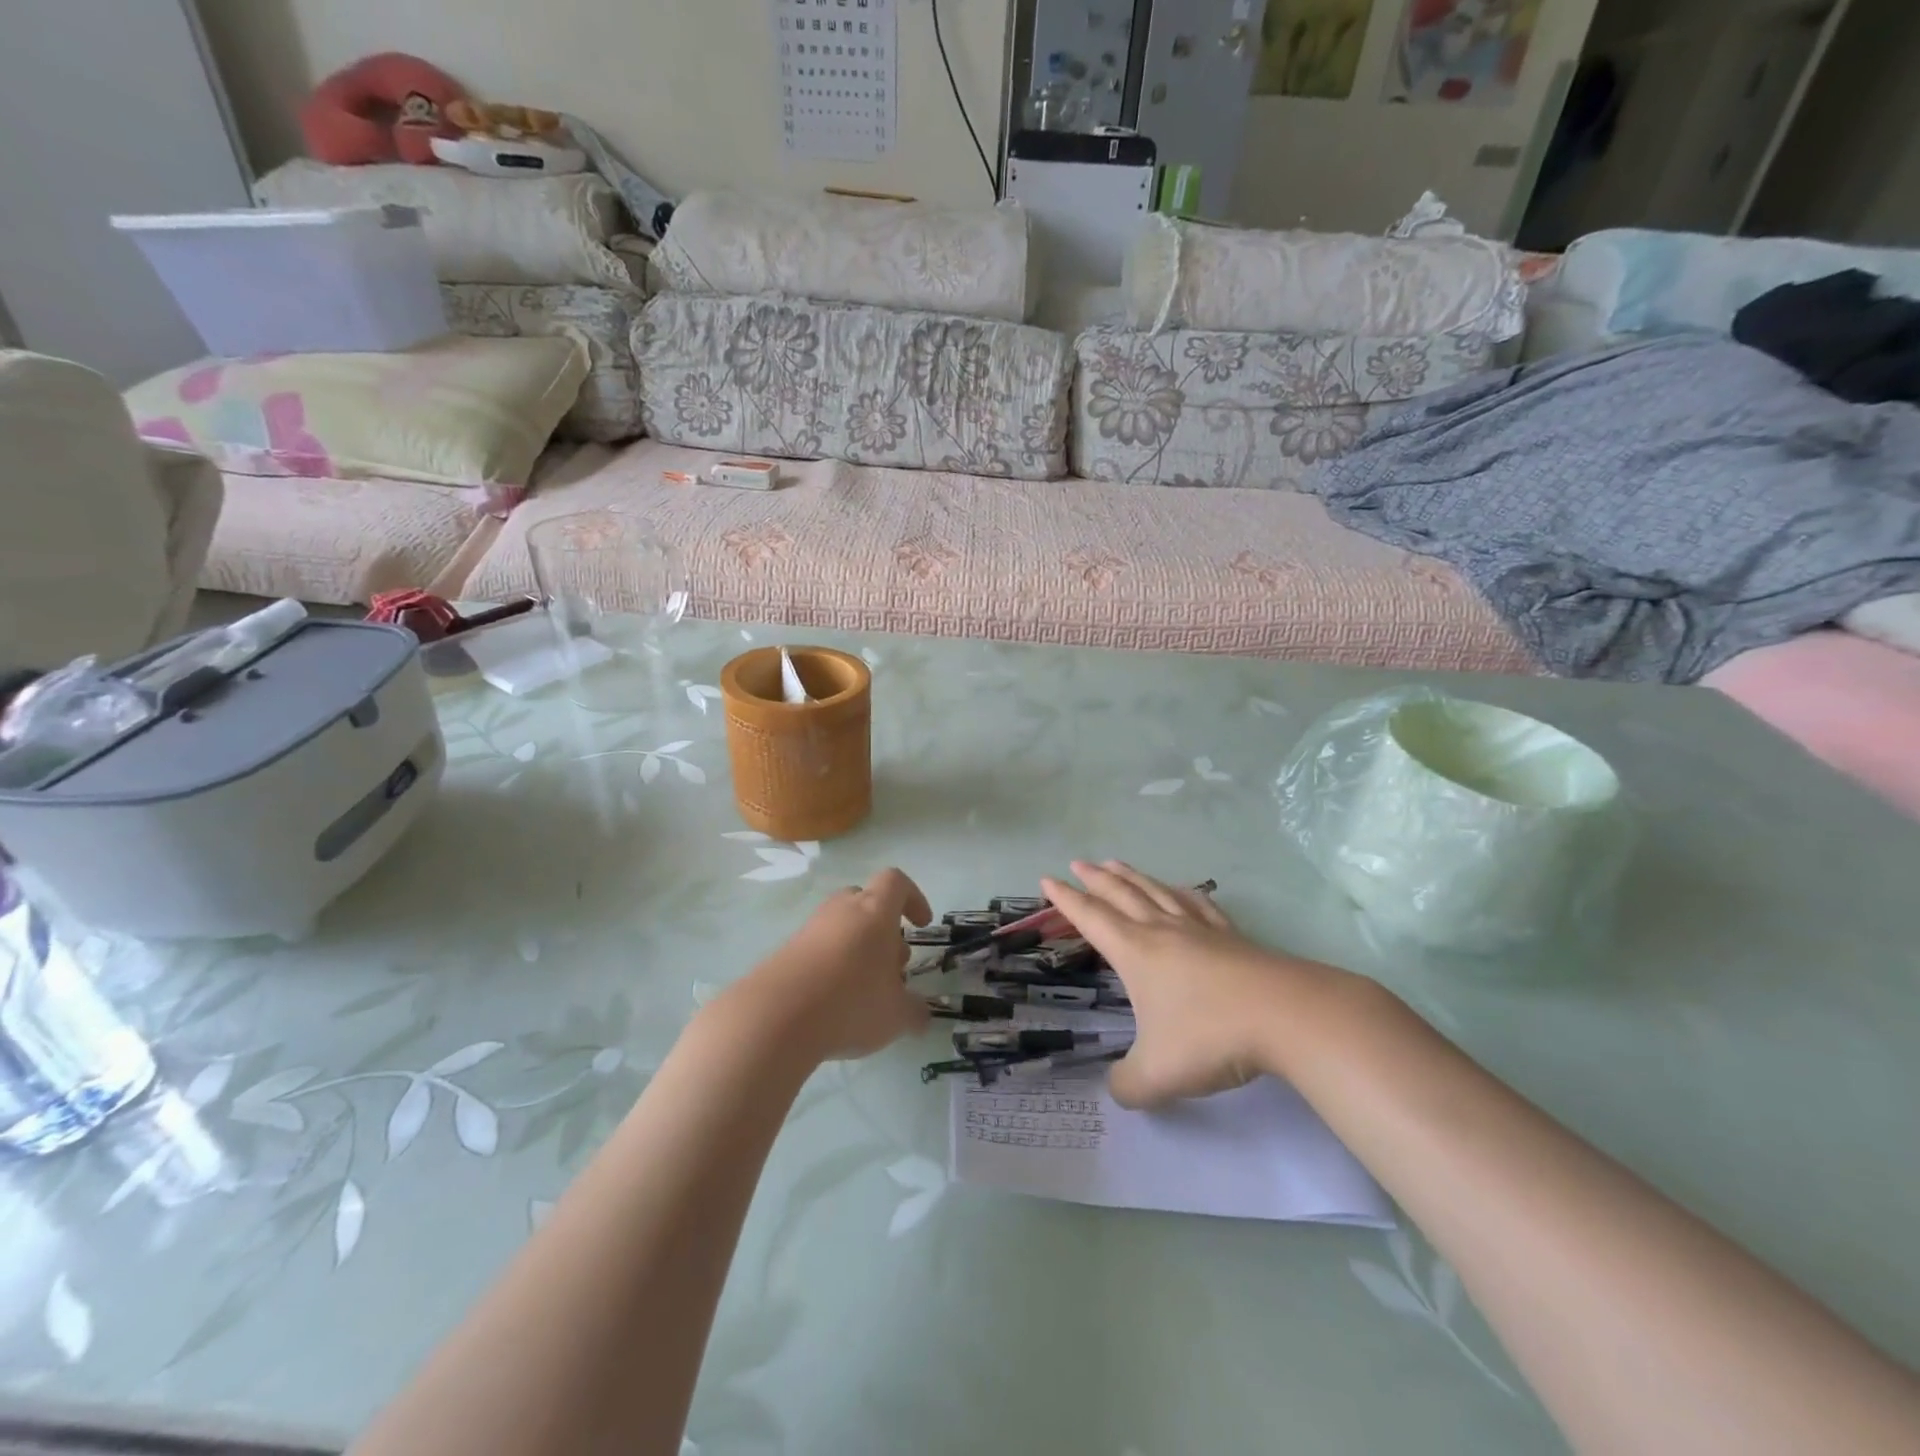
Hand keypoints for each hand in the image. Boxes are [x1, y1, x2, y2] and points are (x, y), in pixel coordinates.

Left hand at [736, 868, 933, 1061]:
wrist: (774, 1018)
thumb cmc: (850, 1003)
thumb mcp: (896, 1015)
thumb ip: (915, 1011)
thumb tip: (921, 1014)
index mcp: (874, 912)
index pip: (896, 882)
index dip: (913, 898)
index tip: (921, 925)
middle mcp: (841, 910)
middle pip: (867, 903)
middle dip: (884, 931)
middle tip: (892, 970)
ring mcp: (810, 929)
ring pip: (842, 926)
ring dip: (858, 950)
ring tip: (864, 992)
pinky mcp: (786, 951)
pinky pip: (818, 949)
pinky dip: (832, 967)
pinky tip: (833, 1004)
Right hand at [1040, 861, 1340, 1108]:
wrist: (1287, 1016)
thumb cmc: (1211, 1037)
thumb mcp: (1157, 1074)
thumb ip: (1128, 1085)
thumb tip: (1118, 1088)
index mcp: (1136, 952)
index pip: (1091, 918)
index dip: (1065, 900)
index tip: (1047, 880)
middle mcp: (1163, 931)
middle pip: (1121, 894)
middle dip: (1095, 879)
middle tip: (1077, 863)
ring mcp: (1200, 930)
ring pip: (1157, 892)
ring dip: (1133, 876)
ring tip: (1117, 863)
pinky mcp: (1233, 937)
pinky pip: (1199, 905)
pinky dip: (1182, 893)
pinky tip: (1183, 891)